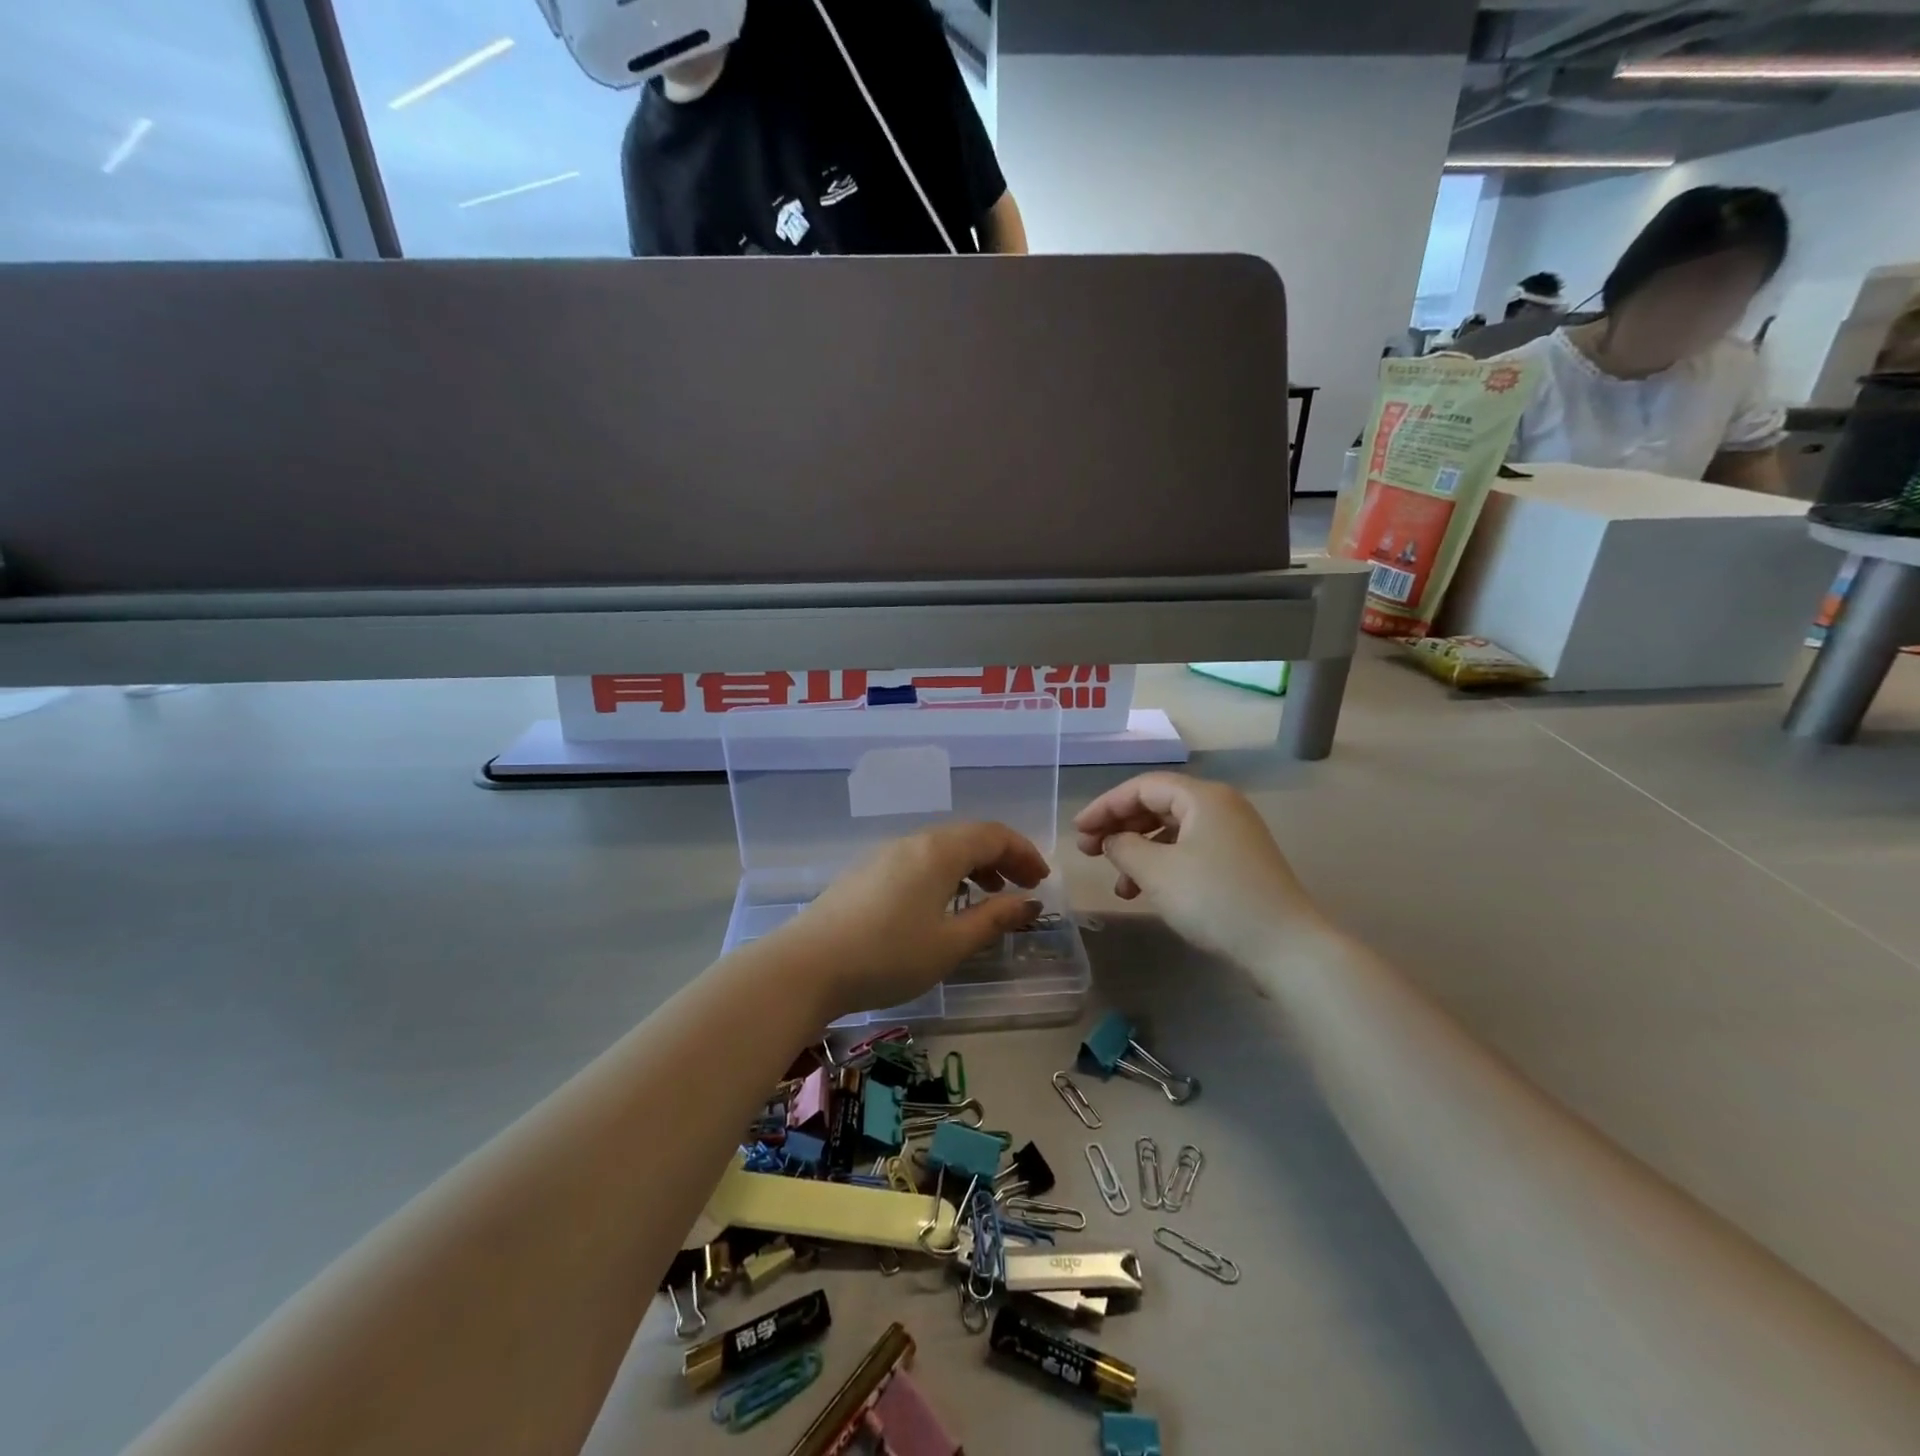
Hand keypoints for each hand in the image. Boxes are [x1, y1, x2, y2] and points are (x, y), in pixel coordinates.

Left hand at [779, 822, 1049, 1019]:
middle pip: (967, 837)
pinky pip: (918, 861)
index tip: (1041, 880)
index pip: (993, 835)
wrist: (807, 965)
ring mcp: (884, 854)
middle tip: (1022, 888)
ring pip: (941, 848)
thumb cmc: (889, 956)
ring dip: (972, 866)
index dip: (1023, 853)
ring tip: (987, 896)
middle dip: (1001, 858)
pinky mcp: (865, 872)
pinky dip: (944, 874)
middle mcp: (913, 842)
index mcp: (939, 850)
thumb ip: (993, 920)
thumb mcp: (950, 944)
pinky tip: (941, 904)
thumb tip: (1029, 904)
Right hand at [1074, 773, 1327, 968]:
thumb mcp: (1157, 871)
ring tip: (1117, 885)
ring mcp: (1233, 836)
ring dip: (1138, 853)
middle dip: (1119, 828)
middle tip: (1089, 852)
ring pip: (1171, 832)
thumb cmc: (1215, 899)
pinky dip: (1162, 868)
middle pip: (1157, 806)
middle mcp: (1220, 807)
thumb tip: (1112, 840)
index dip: (1105, 806)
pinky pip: (1189, 852)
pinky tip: (1145, 894)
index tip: (1078, 830)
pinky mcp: (1238, 864)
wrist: (1286, 947)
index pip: (1142, 787)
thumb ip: (1124, 847)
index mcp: (1203, 797)